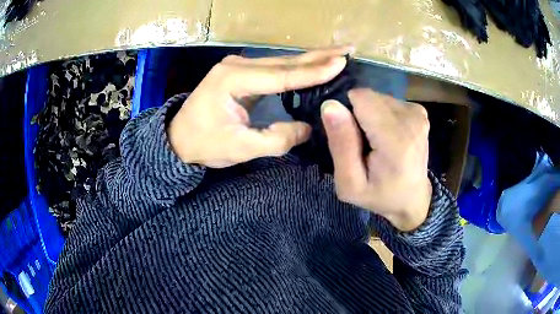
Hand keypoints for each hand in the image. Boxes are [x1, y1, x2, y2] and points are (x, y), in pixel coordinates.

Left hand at [168, 47, 351, 167]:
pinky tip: (314, 64)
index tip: (341, 63)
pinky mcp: (242, 73)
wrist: (179, 138)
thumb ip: (276, 140)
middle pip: (285, 61)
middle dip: (319, 56)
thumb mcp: (240, 148)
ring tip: (338, 54)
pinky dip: (297, 67)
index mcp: (233, 79)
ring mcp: (239, 66)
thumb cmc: (204, 144)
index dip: (313, 71)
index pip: (282, 75)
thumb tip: (308, 128)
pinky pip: (275, 69)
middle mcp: (237, 66)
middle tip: (347, 50)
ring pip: (282, 62)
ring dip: (311, 59)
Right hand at [321, 89, 431, 231]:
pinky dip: (382, 116)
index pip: (361, 98)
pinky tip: (387, 137)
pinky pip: (388, 102)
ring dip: (370, 116)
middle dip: (359, 115)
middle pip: (368, 97)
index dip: (348, 114)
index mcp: (395, 139)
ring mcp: (418, 113)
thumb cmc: (379, 195)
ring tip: (376, 142)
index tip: (351, 139)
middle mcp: (411, 118)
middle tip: (364, 144)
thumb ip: (341, 145)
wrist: (412, 199)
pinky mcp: (419, 111)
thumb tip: (330, 105)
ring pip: (377, 98)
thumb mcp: (350, 183)